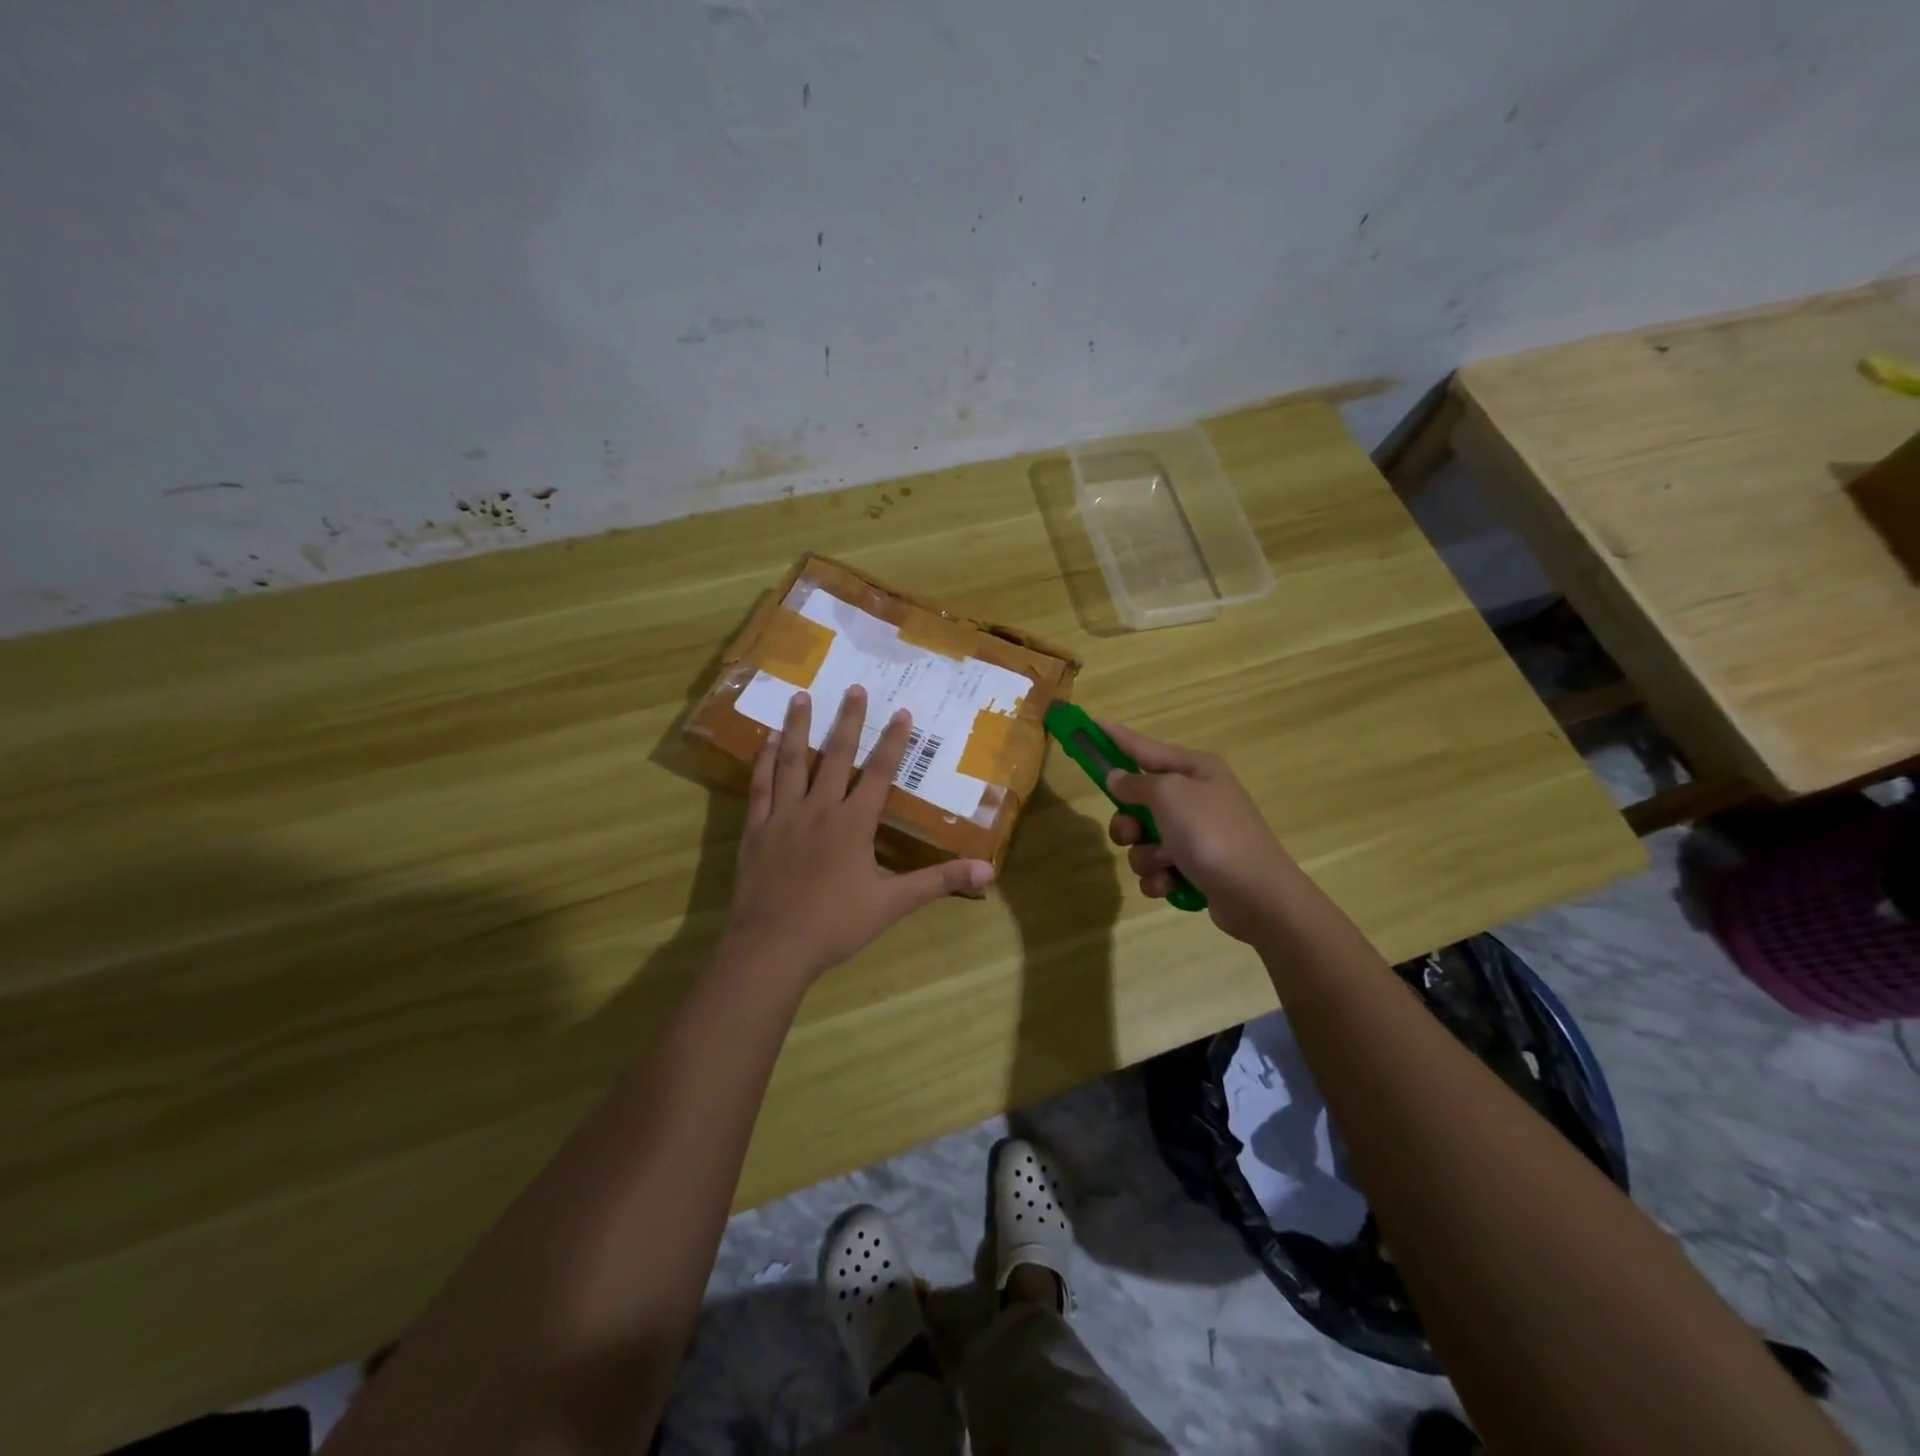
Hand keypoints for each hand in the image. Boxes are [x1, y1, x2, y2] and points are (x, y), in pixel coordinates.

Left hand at [723, 686, 994, 986]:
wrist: (772, 946)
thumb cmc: (835, 924)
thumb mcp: (893, 904)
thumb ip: (939, 881)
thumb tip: (988, 870)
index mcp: (854, 823)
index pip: (879, 773)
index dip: (892, 741)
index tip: (901, 711)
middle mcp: (819, 808)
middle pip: (835, 756)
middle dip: (847, 720)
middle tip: (853, 688)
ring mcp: (783, 816)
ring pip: (792, 762)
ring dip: (798, 728)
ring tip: (799, 697)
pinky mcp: (756, 830)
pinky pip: (760, 788)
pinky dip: (763, 762)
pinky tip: (765, 743)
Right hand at [1101, 721, 1295, 945]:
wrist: (1258, 896)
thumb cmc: (1212, 834)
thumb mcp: (1170, 796)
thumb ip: (1136, 784)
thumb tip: (1116, 777)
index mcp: (1196, 770)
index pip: (1145, 748)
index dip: (1116, 738)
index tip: (1091, 725)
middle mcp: (1197, 798)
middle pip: (1138, 801)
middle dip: (1128, 823)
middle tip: (1131, 833)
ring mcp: (1197, 835)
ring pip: (1144, 840)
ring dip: (1145, 855)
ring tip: (1165, 864)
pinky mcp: (1196, 869)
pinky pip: (1158, 868)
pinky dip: (1160, 877)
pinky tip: (1172, 884)